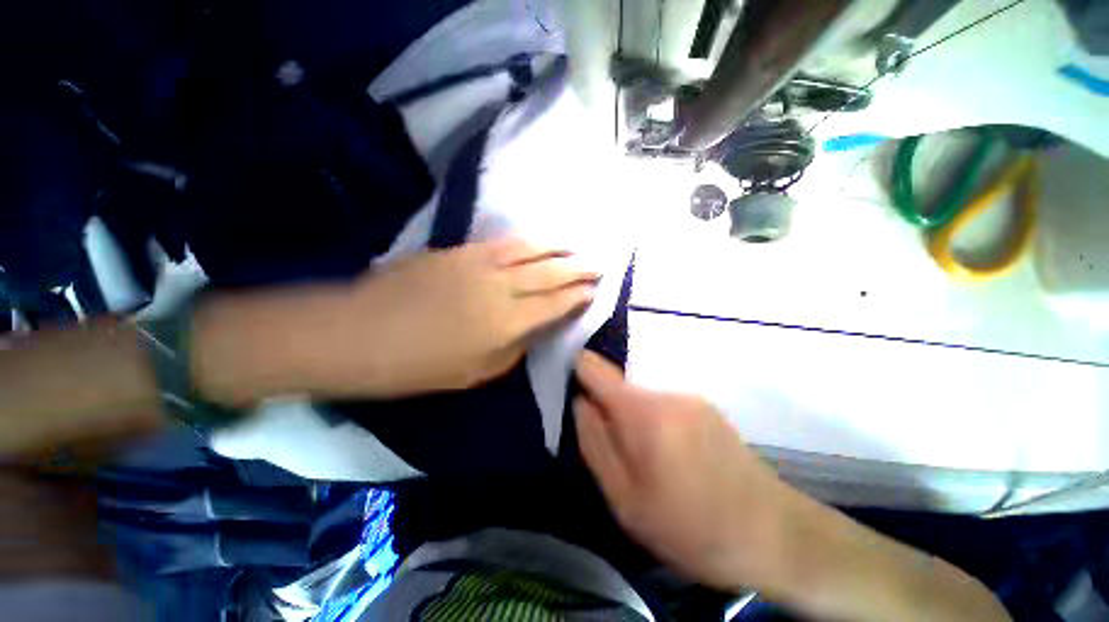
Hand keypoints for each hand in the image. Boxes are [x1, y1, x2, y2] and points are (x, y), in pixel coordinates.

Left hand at [337, 238, 598, 396]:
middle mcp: (501, 287)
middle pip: (550, 271)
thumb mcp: (475, 372)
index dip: (578, 295)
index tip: (594, 290)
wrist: (359, 333)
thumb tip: (533, 328)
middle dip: (577, 267)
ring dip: (556, 248)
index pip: (556, 303)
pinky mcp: (460, 251)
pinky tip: (536, 242)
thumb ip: (513, 348)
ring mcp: (479, 263)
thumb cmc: (418, 366)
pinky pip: (503, 243)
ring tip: (574, 248)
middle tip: (597, 264)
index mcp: (507, 322)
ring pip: (529, 250)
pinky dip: (526, 242)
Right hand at [575, 353, 1011, 621]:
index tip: (570, 386)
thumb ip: (594, 443)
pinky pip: (664, 407)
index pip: (594, 368)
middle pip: (619, 388)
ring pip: (642, 400)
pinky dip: (657, 426)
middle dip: (609, 412)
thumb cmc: (691, 527)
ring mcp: (690, 397)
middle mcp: (666, 392)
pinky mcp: (706, 408)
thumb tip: (580, 402)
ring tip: (650, 466)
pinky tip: (675, 462)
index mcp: (642, 412)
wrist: (776, 537)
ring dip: (635, 424)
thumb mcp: (625, 499)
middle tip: (617, 455)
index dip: (577, 369)